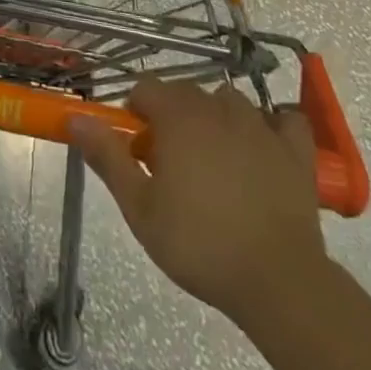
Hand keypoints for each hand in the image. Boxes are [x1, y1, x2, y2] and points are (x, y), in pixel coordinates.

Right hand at [72, 77, 328, 323]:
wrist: (278, 282)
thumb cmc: (199, 243)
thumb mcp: (139, 207)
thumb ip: (107, 156)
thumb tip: (74, 118)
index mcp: (178, 117)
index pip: (146, 88)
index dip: (136, 112)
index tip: (138, 149)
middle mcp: (218, 108)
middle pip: (185, 92)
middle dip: (172, 116)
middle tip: (170, 165)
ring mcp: (261, 126)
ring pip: (229, 101)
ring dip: (216, 118)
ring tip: (213, 161)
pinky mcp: (296, 151)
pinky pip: (284, 121)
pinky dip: (273, 127)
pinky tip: (265, 149)